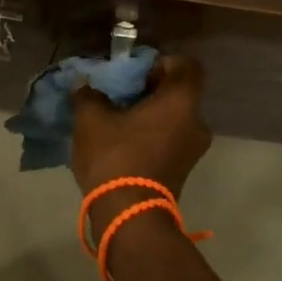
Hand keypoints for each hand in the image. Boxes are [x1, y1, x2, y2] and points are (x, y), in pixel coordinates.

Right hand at [71, 55, 211, 229]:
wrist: (128, 218)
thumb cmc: (115, 158)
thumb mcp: (91, 119)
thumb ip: (89, 95)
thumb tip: (85, 85)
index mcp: (181, 102)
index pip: (186, 65)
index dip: (162, 62)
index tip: (136, 72)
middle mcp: (196, 122)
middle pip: (178, 92)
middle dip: (150, 90)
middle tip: (120, 95)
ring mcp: (193, 150)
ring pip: (174, 117)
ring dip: (150, 115)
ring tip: (118, 120)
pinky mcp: (184, 170)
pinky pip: (171, 139)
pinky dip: (153, 135)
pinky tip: (124, 143)